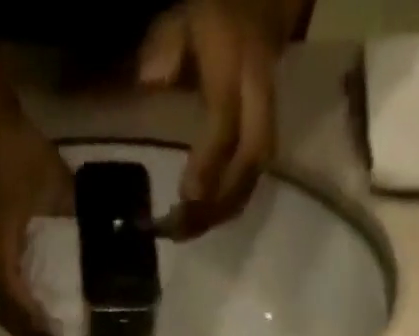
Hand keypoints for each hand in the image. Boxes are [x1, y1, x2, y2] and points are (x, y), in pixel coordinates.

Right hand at [0, 118, 75, 335]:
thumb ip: (78, 216)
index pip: (11, 300)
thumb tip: (109, 241)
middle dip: (26, 335)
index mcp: (1, 245)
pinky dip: (19, 308)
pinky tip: (36, 316)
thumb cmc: (22, 155)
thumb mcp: (57, 186)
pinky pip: (4, 288)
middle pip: (2, 311)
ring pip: (0, 303)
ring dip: (21, 326)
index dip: (31, 326)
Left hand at [137, 0, 290, 237]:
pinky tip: (207, 218)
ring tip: (191, 231)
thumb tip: (149, 84)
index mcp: (236, 63)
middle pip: (251, 158)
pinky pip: (255, 174)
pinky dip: (231, 201)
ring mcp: (269, 113)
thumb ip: (163, 51)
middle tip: (186, 229)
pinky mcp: (269, 130)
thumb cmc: (213, 13)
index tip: (186, 198)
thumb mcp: (181, 20)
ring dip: (225, 209)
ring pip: (256, 173)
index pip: (226, 122)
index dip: (209, 163)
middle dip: (221, 200)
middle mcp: (258, 92)